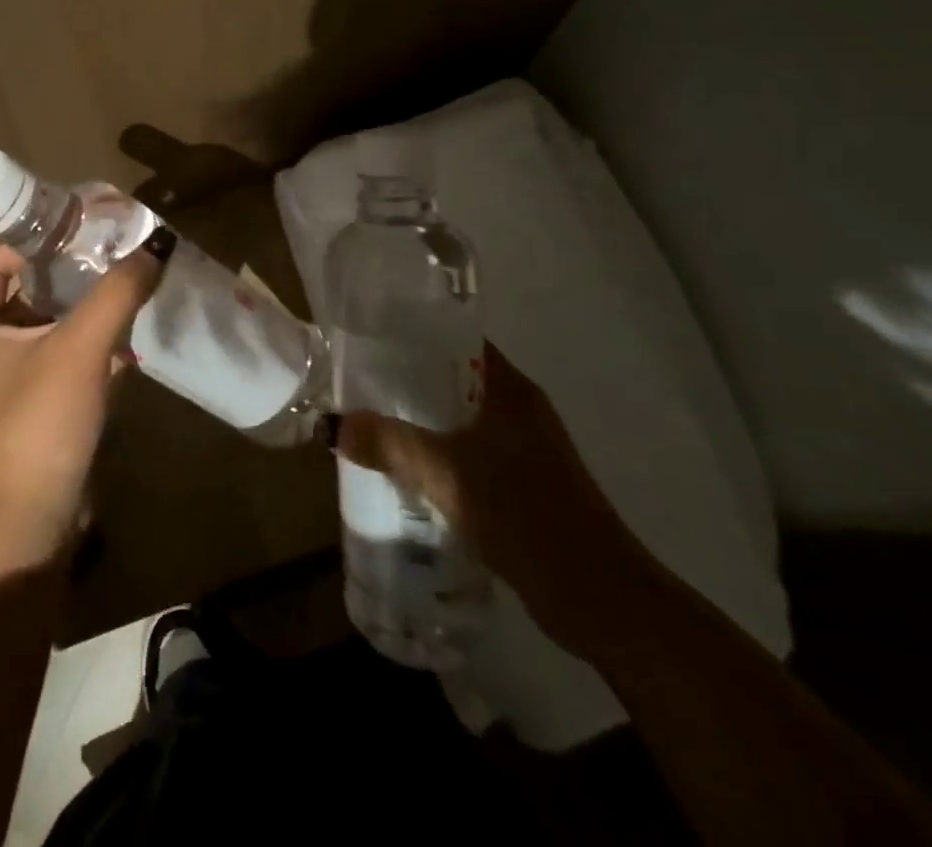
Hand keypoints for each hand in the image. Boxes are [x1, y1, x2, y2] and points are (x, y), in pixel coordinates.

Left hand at [0, 234, 170, 553]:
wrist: (36, 515)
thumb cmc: (41, 419)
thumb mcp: (81, 346)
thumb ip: (117, 293)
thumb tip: (154, 247)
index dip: (30, 243)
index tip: (75, 230)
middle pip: (26, 292)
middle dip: (67, 274)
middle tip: (110, 254)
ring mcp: (11, 380)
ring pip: (47, 326)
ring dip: (83, 310)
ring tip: (124, 287)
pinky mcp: (37, 404)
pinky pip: (62, 358)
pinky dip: (89, 345)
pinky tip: (127, 341)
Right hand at [337, 343, 659, 657]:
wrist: (600, 599)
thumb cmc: (526, 514)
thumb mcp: (446, 474)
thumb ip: (389, 445)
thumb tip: (332, 426)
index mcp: (510, 389)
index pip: (456, 339)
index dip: (414, 333)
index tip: (370, 338)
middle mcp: (519, 409)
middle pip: (453, 378)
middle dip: (407, 380)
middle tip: (358, 381)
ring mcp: (524, 448)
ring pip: (460, 419)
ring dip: (421, 419)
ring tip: (372, 420)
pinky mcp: (523, 484)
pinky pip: (468, 452)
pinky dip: (438, 452)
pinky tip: (406, 468)